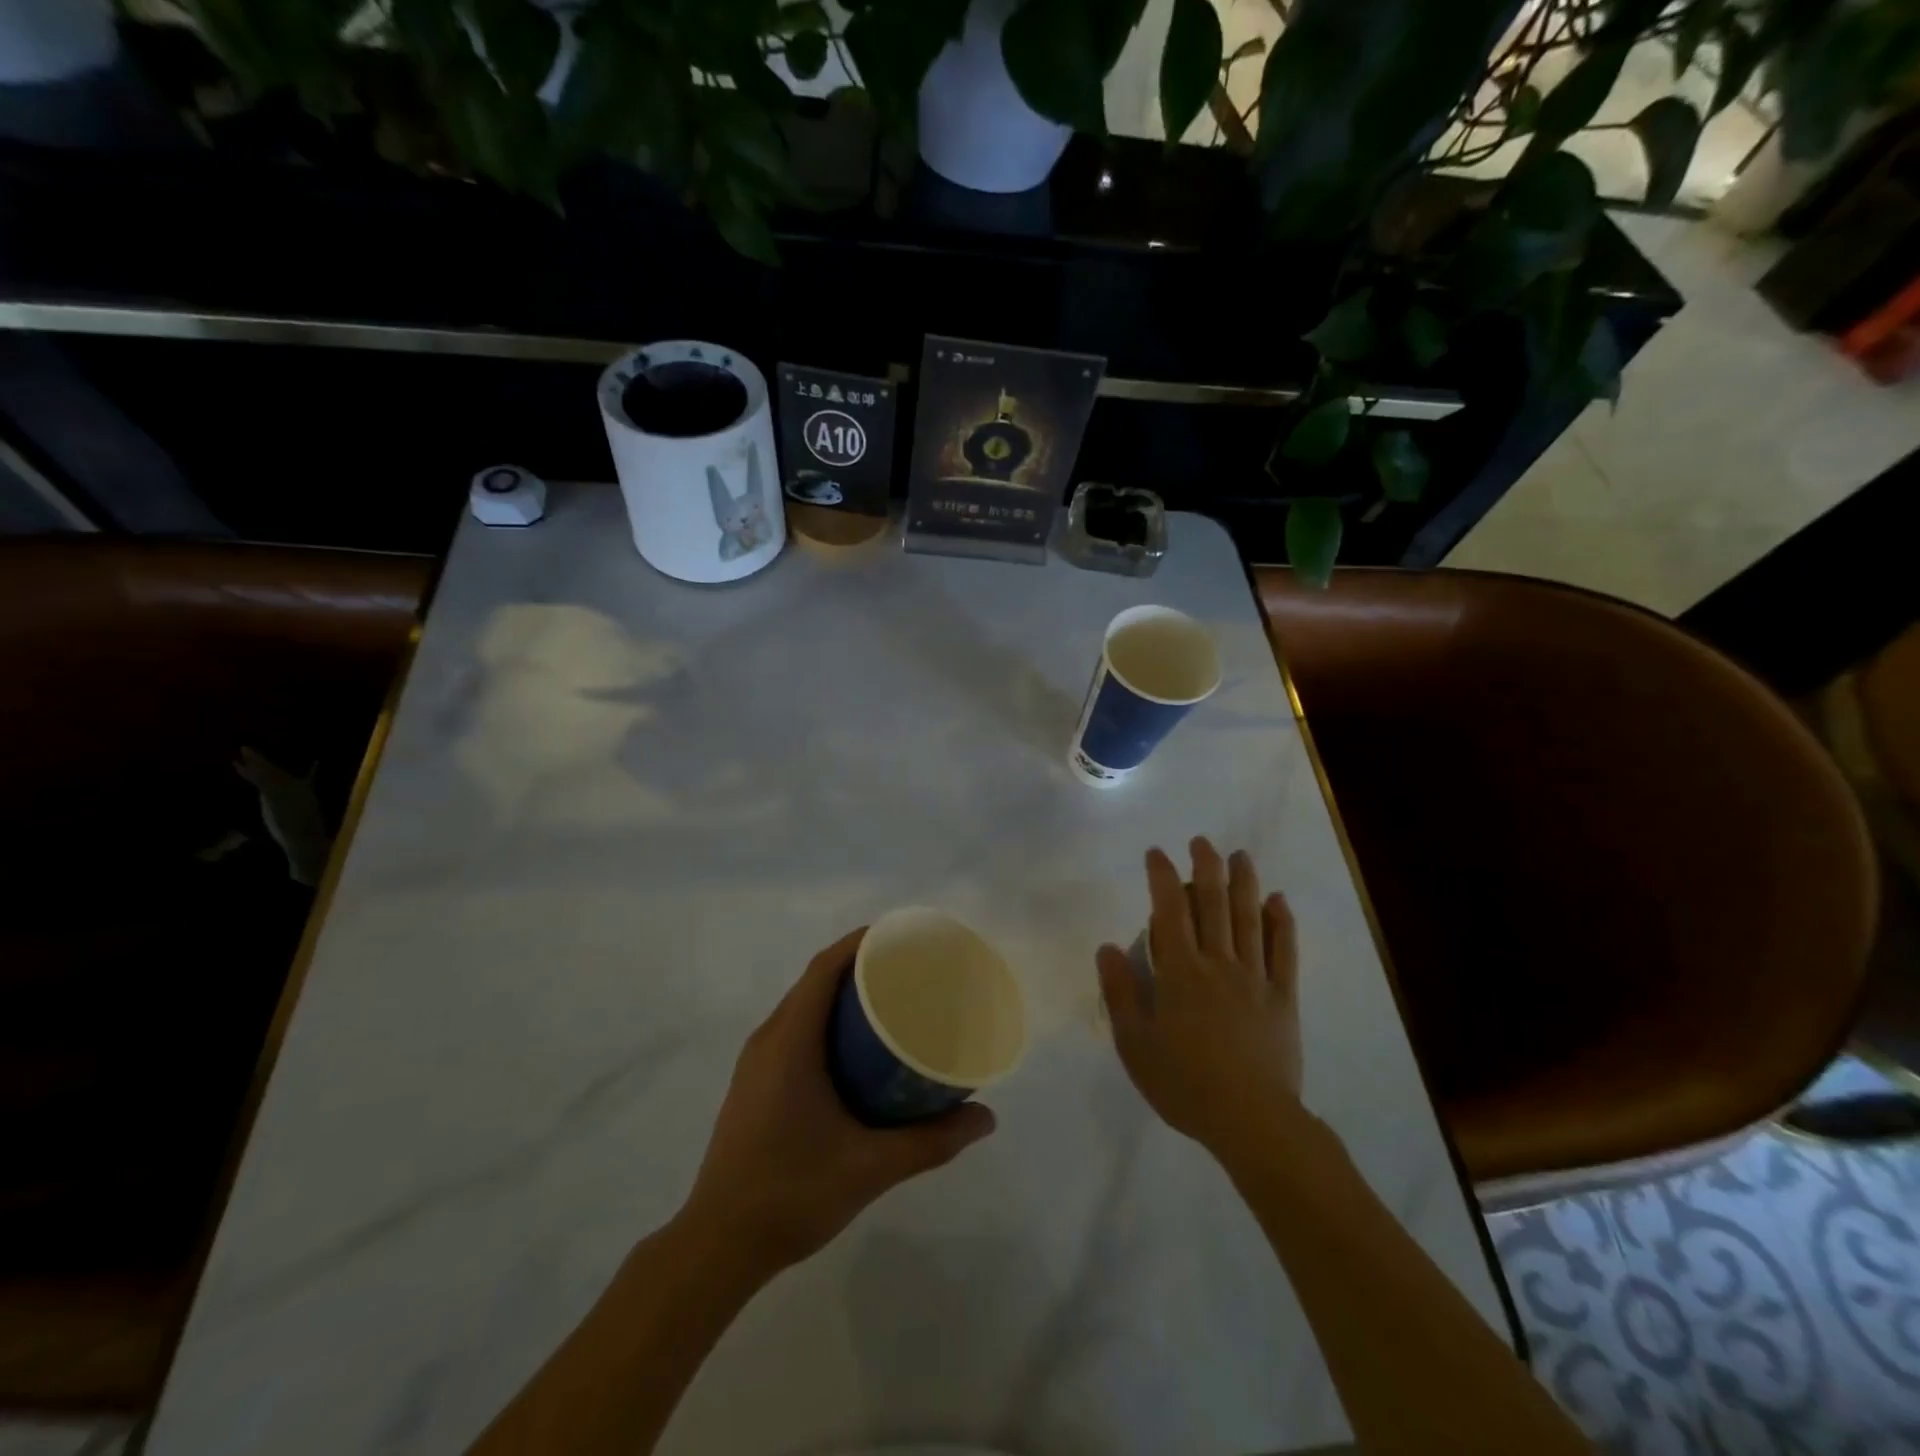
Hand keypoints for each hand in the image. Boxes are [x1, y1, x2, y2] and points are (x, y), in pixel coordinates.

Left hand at [681, 928, 996, 1278]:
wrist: (718, 1245)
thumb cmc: (791, 1192)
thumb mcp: (870, 1167)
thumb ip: (930, 1141)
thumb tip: (986, 1118)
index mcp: (790, 1041)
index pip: (824, 968)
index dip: (862, 942)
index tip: (904, 939)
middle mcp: (768, 1039)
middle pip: (816, 980)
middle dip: (861, 966)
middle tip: (911, 972)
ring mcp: (756, 1062)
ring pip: (803, 1006)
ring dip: (842, 995)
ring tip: (891, 1004)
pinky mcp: (754, 1084)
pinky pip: (794, 1030)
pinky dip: (826, 1021)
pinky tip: (856, 1051)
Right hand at [1097, 839, 1301, 1164]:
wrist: (1251, 1122)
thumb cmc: (1184, 1084)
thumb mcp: (1135, 1043)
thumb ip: (1121, 992)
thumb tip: (1107, 946)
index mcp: (1180, 972)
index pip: (1169, 911)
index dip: (1162, 877)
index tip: (1157, 853)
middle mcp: (1218, 964)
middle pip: (1213, 904)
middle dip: (1205, 868)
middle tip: (1201, 841)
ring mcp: (1255, 978)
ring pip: (1250, 919)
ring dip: (1244, 883)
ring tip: (1240, 856)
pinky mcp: (1283, 998)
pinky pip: (1285, 952)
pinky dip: (1282, 923)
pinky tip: (1279, 901)